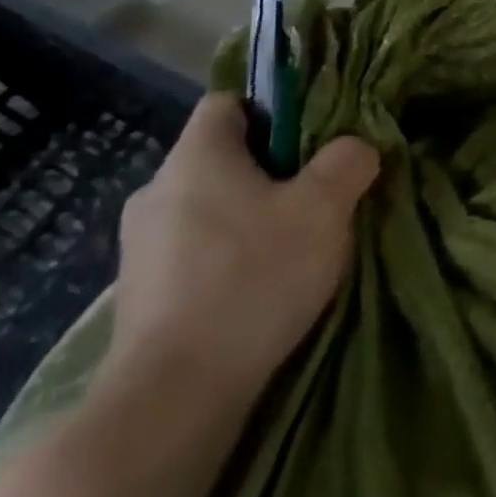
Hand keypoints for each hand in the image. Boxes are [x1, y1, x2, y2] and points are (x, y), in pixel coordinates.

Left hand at [102, 94, 379, 405]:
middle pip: (222, 157)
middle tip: (316, 196)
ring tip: (293, 247)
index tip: (311, 140)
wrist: (175, 394)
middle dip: (270, 170)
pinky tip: (259, 288)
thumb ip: (347, 162)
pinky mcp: (140, 294)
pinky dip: (227, 258)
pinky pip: (194, 252)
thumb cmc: (253, 278)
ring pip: (209, 207)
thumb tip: (355, 147)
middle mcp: (157, 190)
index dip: (273, 108)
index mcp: (196, 156)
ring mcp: (140, 246)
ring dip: (250, 217)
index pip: (228, 102)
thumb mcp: (324, 209)